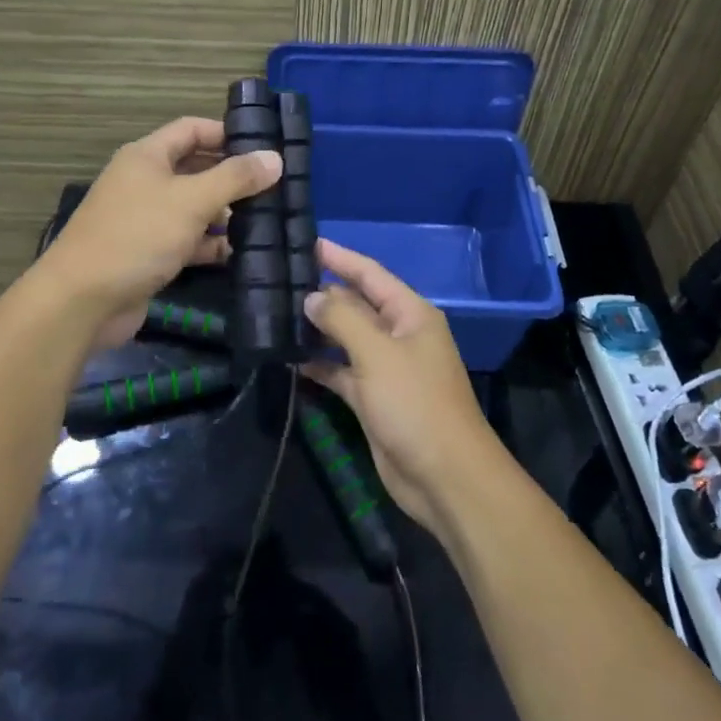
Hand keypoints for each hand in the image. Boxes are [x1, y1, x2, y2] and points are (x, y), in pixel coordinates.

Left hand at [40, 116, 281, 350]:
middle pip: (195, 168)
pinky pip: (186, 240)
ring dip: (225, 213)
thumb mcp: (191, 200)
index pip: (192, 129)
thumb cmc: (137, 236)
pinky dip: (210, 244)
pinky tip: (239, 252)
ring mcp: (145, 219)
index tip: (265, 147)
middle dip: (231, 177)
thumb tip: (275, 158)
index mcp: (147, 156)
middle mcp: (144, 181)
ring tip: (268, 219)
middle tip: (275, 186)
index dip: (227, 133)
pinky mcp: (148, 253)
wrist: (82, 301)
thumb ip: (235, 178)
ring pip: (193, 207)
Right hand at [302, 240, 506, 537]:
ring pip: (346, 338)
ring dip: (317, 329)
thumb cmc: (415, 404)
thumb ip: (342, 319)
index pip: (370, 274)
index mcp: (410, 314)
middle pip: (356, 304)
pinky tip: (290, 359)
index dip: (339, 257)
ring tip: (276, 314)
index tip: (305, 242)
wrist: (444, 477)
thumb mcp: (377, 354)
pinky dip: (320, 364)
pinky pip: (342, 371)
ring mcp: (386, 368)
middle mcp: (399, 335)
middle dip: (322, 293)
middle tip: (277, 280)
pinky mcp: (373, 398)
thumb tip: (312, 297)